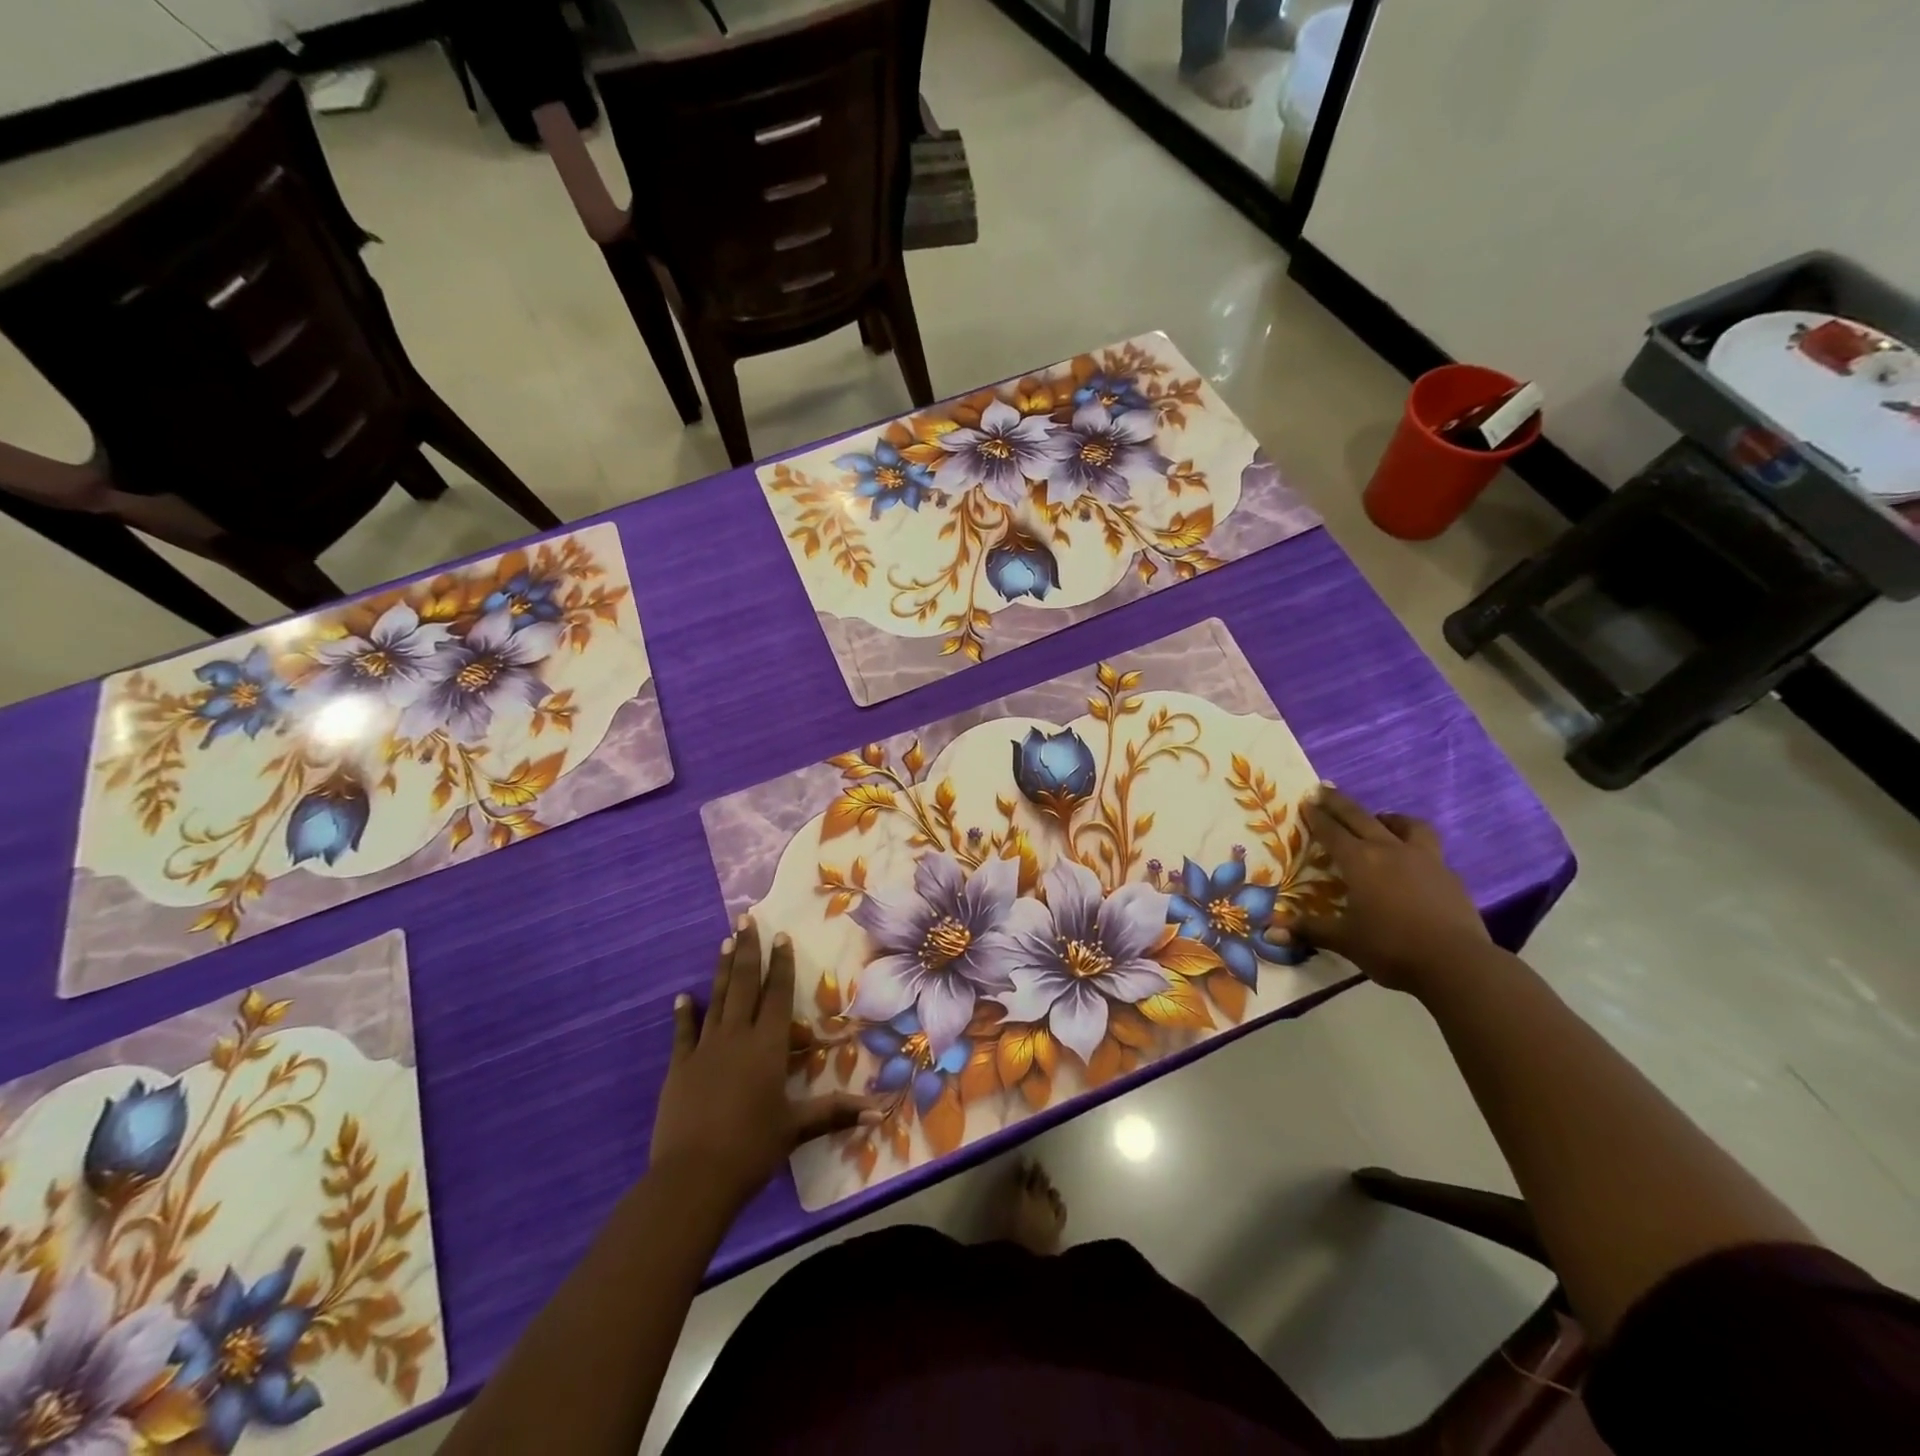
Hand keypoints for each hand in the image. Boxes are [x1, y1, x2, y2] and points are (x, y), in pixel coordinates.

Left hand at [651, 916, 876, 1214]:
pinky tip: (683, 997)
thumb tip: (879, 1110)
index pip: (778, 995)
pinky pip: (683, 1033)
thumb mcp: (796, 1129)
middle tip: (745, 920)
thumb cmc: (752, 1148)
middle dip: (747, 951)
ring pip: (717, 999)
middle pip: (744, 984)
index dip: (781, 964)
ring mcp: (705, 1049)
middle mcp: (737, 1037)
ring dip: (721, 970)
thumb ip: (835, 1113)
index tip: (780, 935)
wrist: (693, 1177)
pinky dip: (684, 1013)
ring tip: (724, 941)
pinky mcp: (679, 1067)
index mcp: (768, 1046)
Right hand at [1298, 785, 1490, 994]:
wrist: (1457, 964)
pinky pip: (1428, 847)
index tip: (1306, 800)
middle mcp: (1390, 851)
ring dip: (1388, 818)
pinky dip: (1413, 844)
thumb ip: (1309, 930)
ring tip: (1380, 820)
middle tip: (1324, 788)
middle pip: (1361, 817)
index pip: (1332, 831)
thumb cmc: (1391, 948)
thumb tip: (1270, 932)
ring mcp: (1424, 859)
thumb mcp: (1345, 941)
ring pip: (1405, 825)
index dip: (1317, 816)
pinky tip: (1411, 860)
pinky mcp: (1449, 875)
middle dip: (1339, 803)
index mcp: (1360, 862)